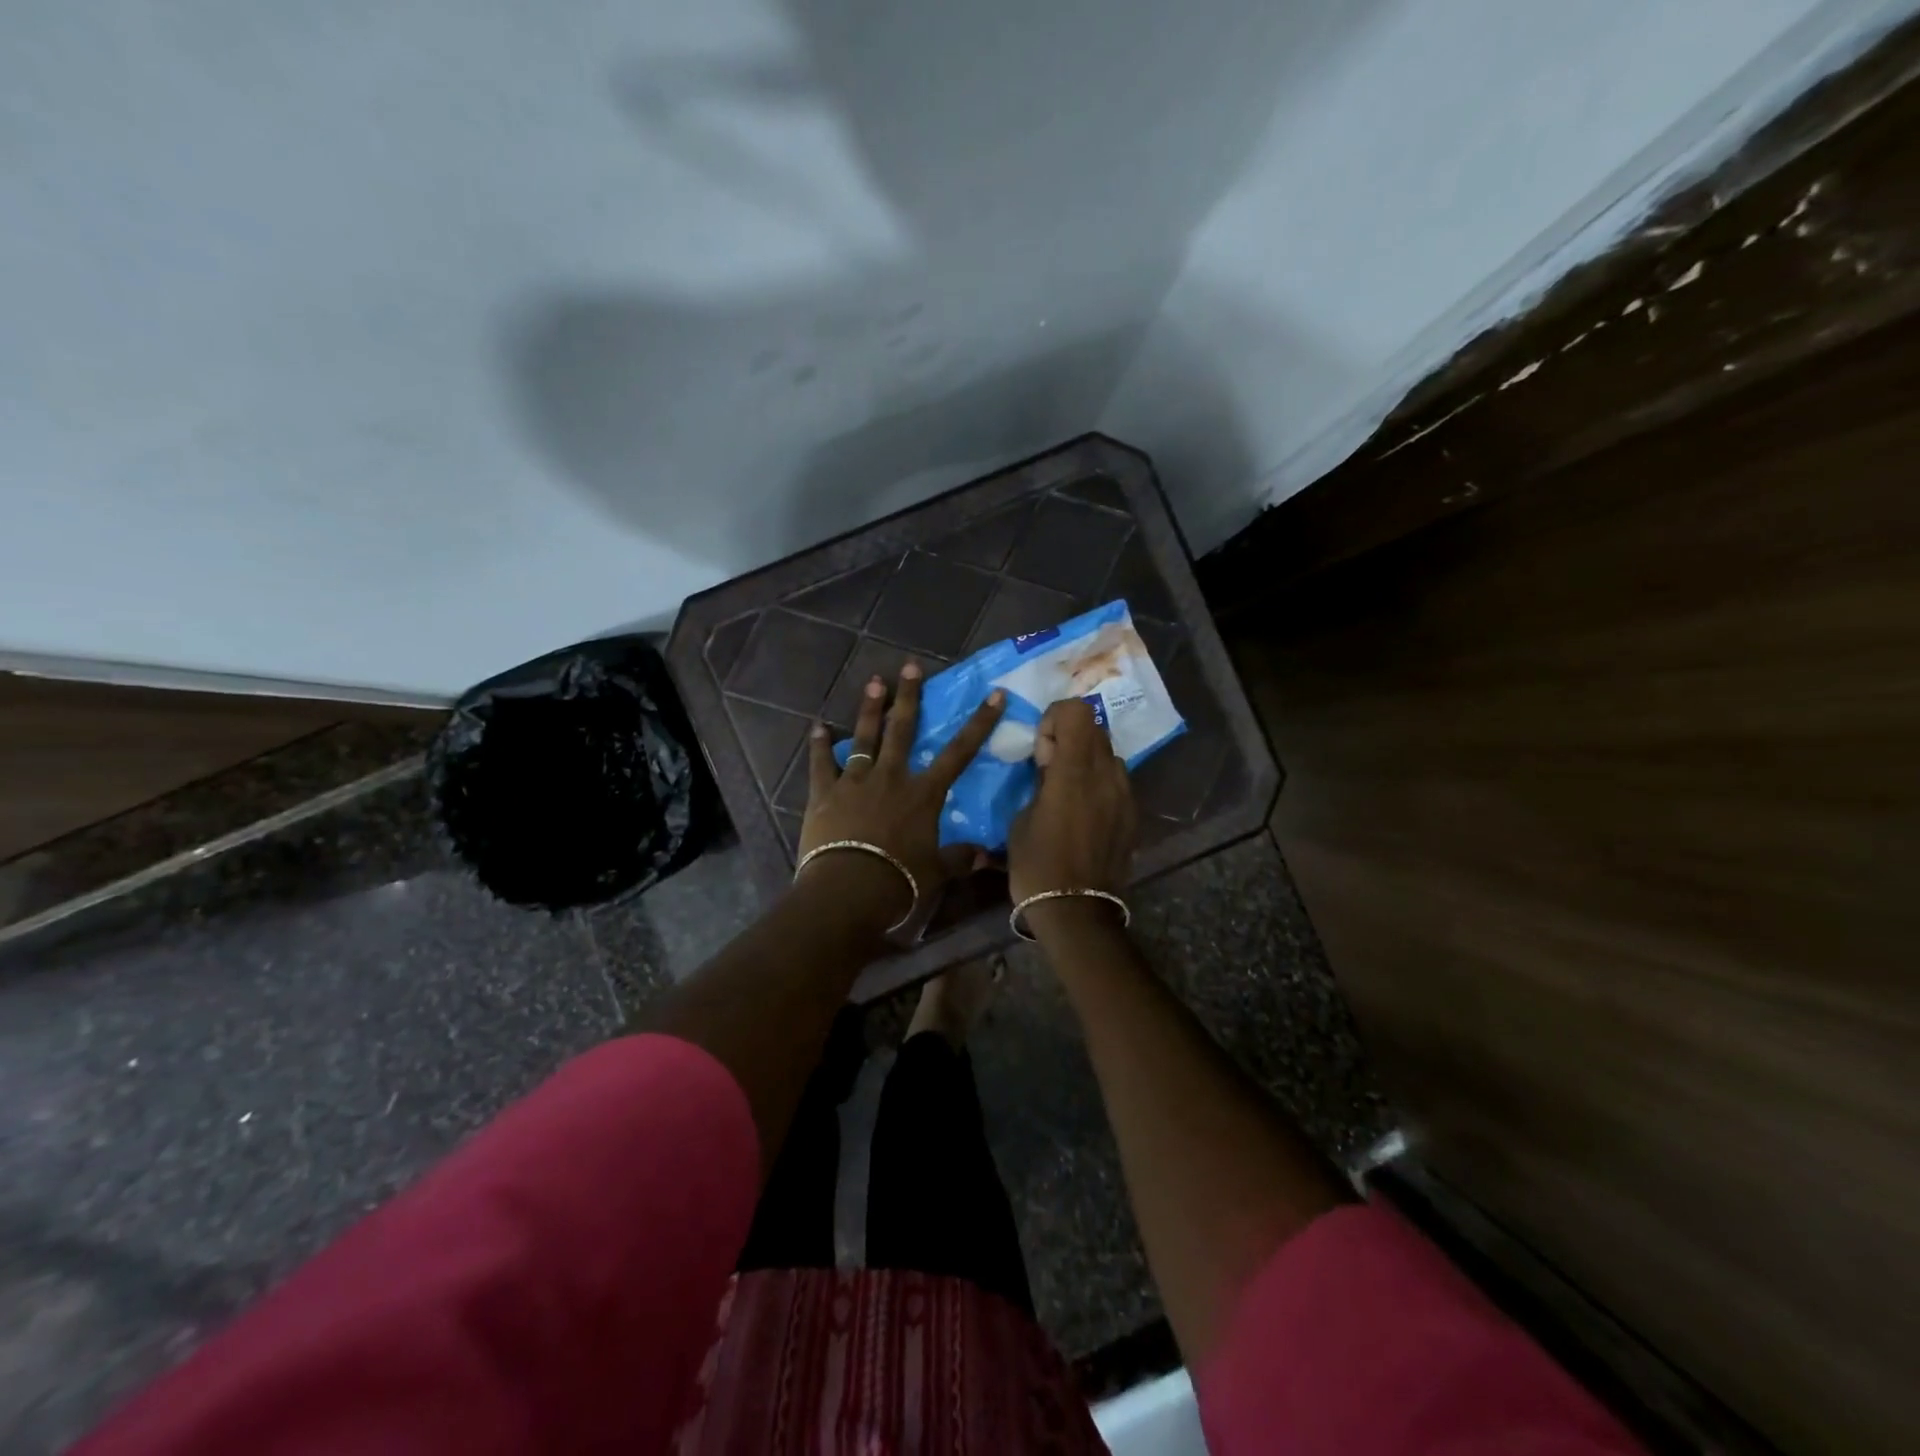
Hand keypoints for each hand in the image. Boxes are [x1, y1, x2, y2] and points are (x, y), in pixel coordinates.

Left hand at [798, 663, 1005, 932]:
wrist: (848, 889)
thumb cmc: (899, 881)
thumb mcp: (936, 872)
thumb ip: (960, 858)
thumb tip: (988, 856)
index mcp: (923, 794)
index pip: (959, 752)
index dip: (979, 723)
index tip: (992, 695)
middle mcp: (891, 777)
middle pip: (903, 729)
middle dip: (909, 696)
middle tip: (910, 666)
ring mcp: (855, 782)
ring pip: (864, 738)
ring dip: (870, 709)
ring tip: (874, 682)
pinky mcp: (825, 793)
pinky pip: (822, 764)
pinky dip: (819, 746)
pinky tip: (817, 727)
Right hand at [1008, 698, 1137, 904]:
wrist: (1077, 911)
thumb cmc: (1037, 865)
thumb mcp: (1021, 819)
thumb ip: (1039, 782)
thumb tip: (1050, 766)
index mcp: (1074, 772)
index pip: (1078, 711)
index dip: (1055, 718)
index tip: (1041, 747)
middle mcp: (1107, 775)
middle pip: (1095, 728)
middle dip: (1070, 737)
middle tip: (1050, 767)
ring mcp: (1125, 795)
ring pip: (1109, 754)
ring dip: (1087, 760)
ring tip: (1068, 791)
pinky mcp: (1133, 815)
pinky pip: (1117, 782)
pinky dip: (1100, 784)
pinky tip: (1084, 813)